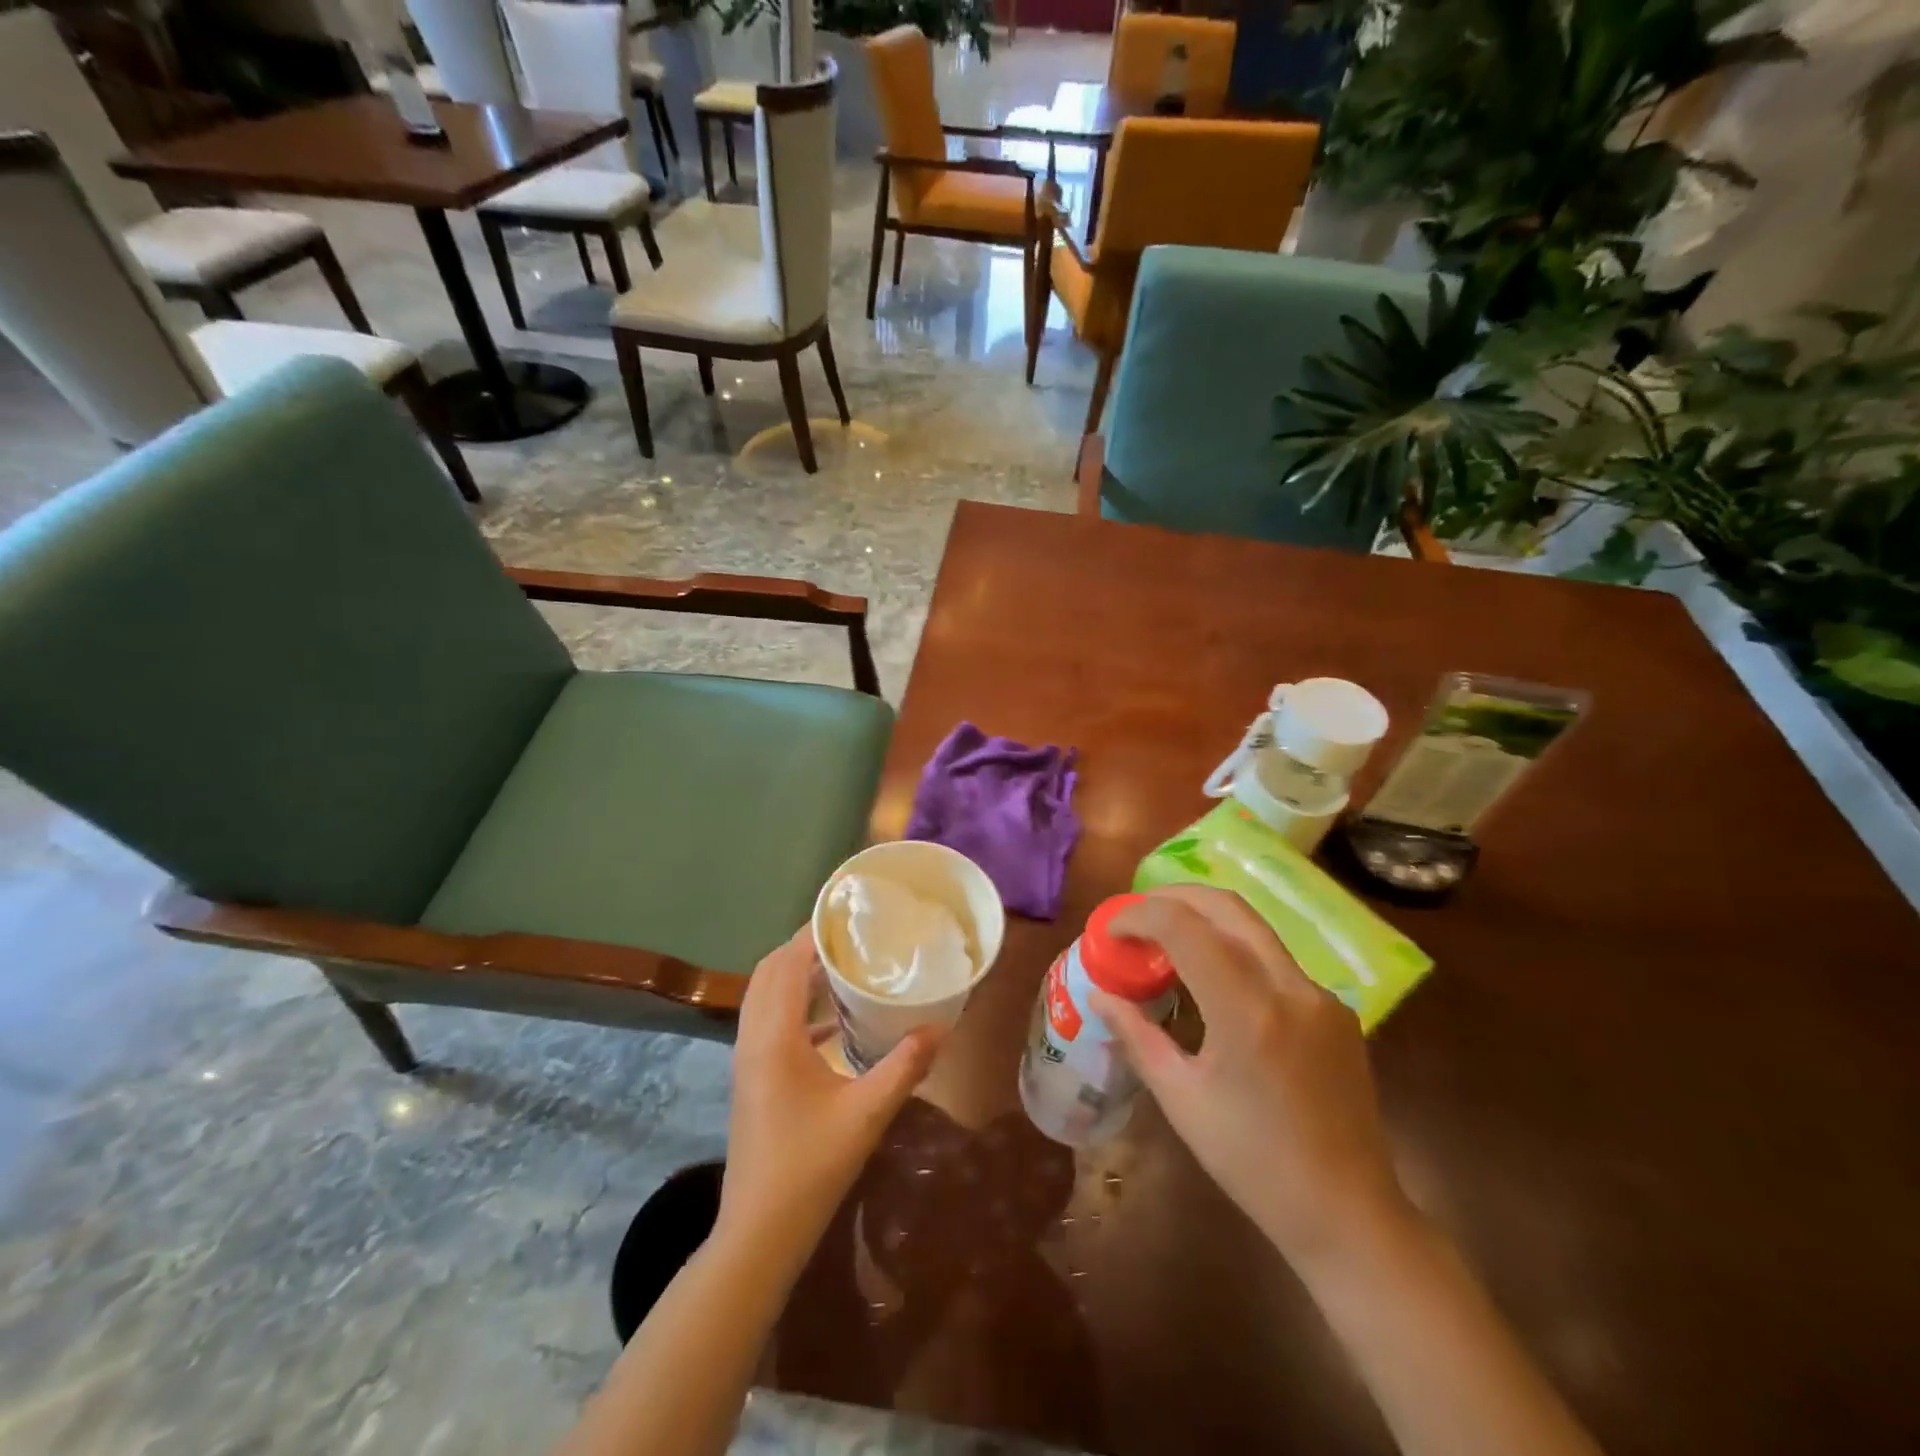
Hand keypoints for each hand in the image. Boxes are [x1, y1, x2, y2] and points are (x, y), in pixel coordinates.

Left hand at [717, 927, 941, 1263]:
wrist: (758, 1232)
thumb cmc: (809, 1168)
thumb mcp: (865, 1115)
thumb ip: (903, 1067)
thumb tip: (941, 1029)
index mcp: (773, 1038)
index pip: (785, 964)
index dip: (811, 934)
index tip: (846, 914)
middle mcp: (752, 1038)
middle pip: (769, 972)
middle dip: (803, 947)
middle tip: (849, 936)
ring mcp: (747, 1059)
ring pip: (764, 995)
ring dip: (795, 973)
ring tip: (842, 964)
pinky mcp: (753, 1077)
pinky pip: (769, 1020)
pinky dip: (794, 1004)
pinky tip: (833, 1018)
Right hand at [1093, 886, 1411, 1269]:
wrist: (1349, 1213)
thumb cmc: (1252, 1163)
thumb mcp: (1181, 1100)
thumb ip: (1138, 1036)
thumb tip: (1100, 995)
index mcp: (1247, 1011)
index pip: (1184, 927)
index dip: (1140, 915)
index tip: (1111, 930)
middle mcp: (1290, 987)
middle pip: (1226, 905)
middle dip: (1173, 897)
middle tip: (1136, 915)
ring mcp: (1320, 995)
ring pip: (1254, 927)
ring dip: (1205, 919)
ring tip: (1167, 940)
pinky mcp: (1336, 1009)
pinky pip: (1276, 960)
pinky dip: (1235, 951)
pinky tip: (1216, 983)